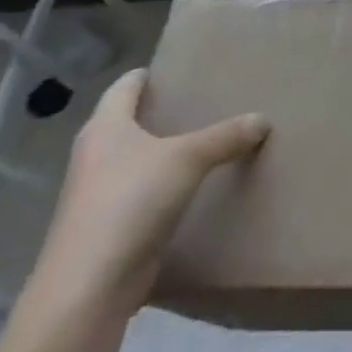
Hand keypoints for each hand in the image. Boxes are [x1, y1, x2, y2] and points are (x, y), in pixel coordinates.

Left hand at [18, 69, 267, 339]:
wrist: (89, 284)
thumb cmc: (130, 202)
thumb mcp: (187, 159)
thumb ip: (225, 136)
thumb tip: (261, 119)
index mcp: (105, 128)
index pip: (124, 87)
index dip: (148, 75)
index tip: (179, 68)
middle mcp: (96, 155)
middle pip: (129, 122)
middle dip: (163, 112)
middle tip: (207, 101)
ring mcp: (99, 192)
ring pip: (137, 158)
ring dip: (166, 150)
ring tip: (209, 141)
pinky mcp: (111, 225)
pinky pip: (144, 191)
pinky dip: (168, 183)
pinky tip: (196, 186)